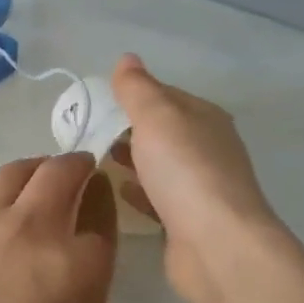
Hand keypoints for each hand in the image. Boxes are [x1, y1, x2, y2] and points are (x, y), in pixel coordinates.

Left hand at [0, 154, 115, 302]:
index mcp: (60, 268)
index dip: (100, 259)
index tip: (86, 281)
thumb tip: (49, 292)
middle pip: (64, 174)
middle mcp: (27, 228)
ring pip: (17, 169)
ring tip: (32, 181)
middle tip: (79, 176)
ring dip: (32, 171)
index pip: (99, 242)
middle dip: (78, 170)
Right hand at [108, 54, 298, 302]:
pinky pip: (158, 196)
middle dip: (129, 128)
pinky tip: (118, 190)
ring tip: (96, 158)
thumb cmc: (186, 171)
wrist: (216, 244)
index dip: (133, 95)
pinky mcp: (189, 220)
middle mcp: (208, 148)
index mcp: (205, 118)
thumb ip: (138, 89)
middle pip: (163, 131)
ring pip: (160, 164)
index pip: (165, 96)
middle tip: (87, 131)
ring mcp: (201, 187)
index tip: (96, 102)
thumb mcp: (157, 118)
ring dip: (133, 158)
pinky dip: (139, 189)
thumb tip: (127, 58)